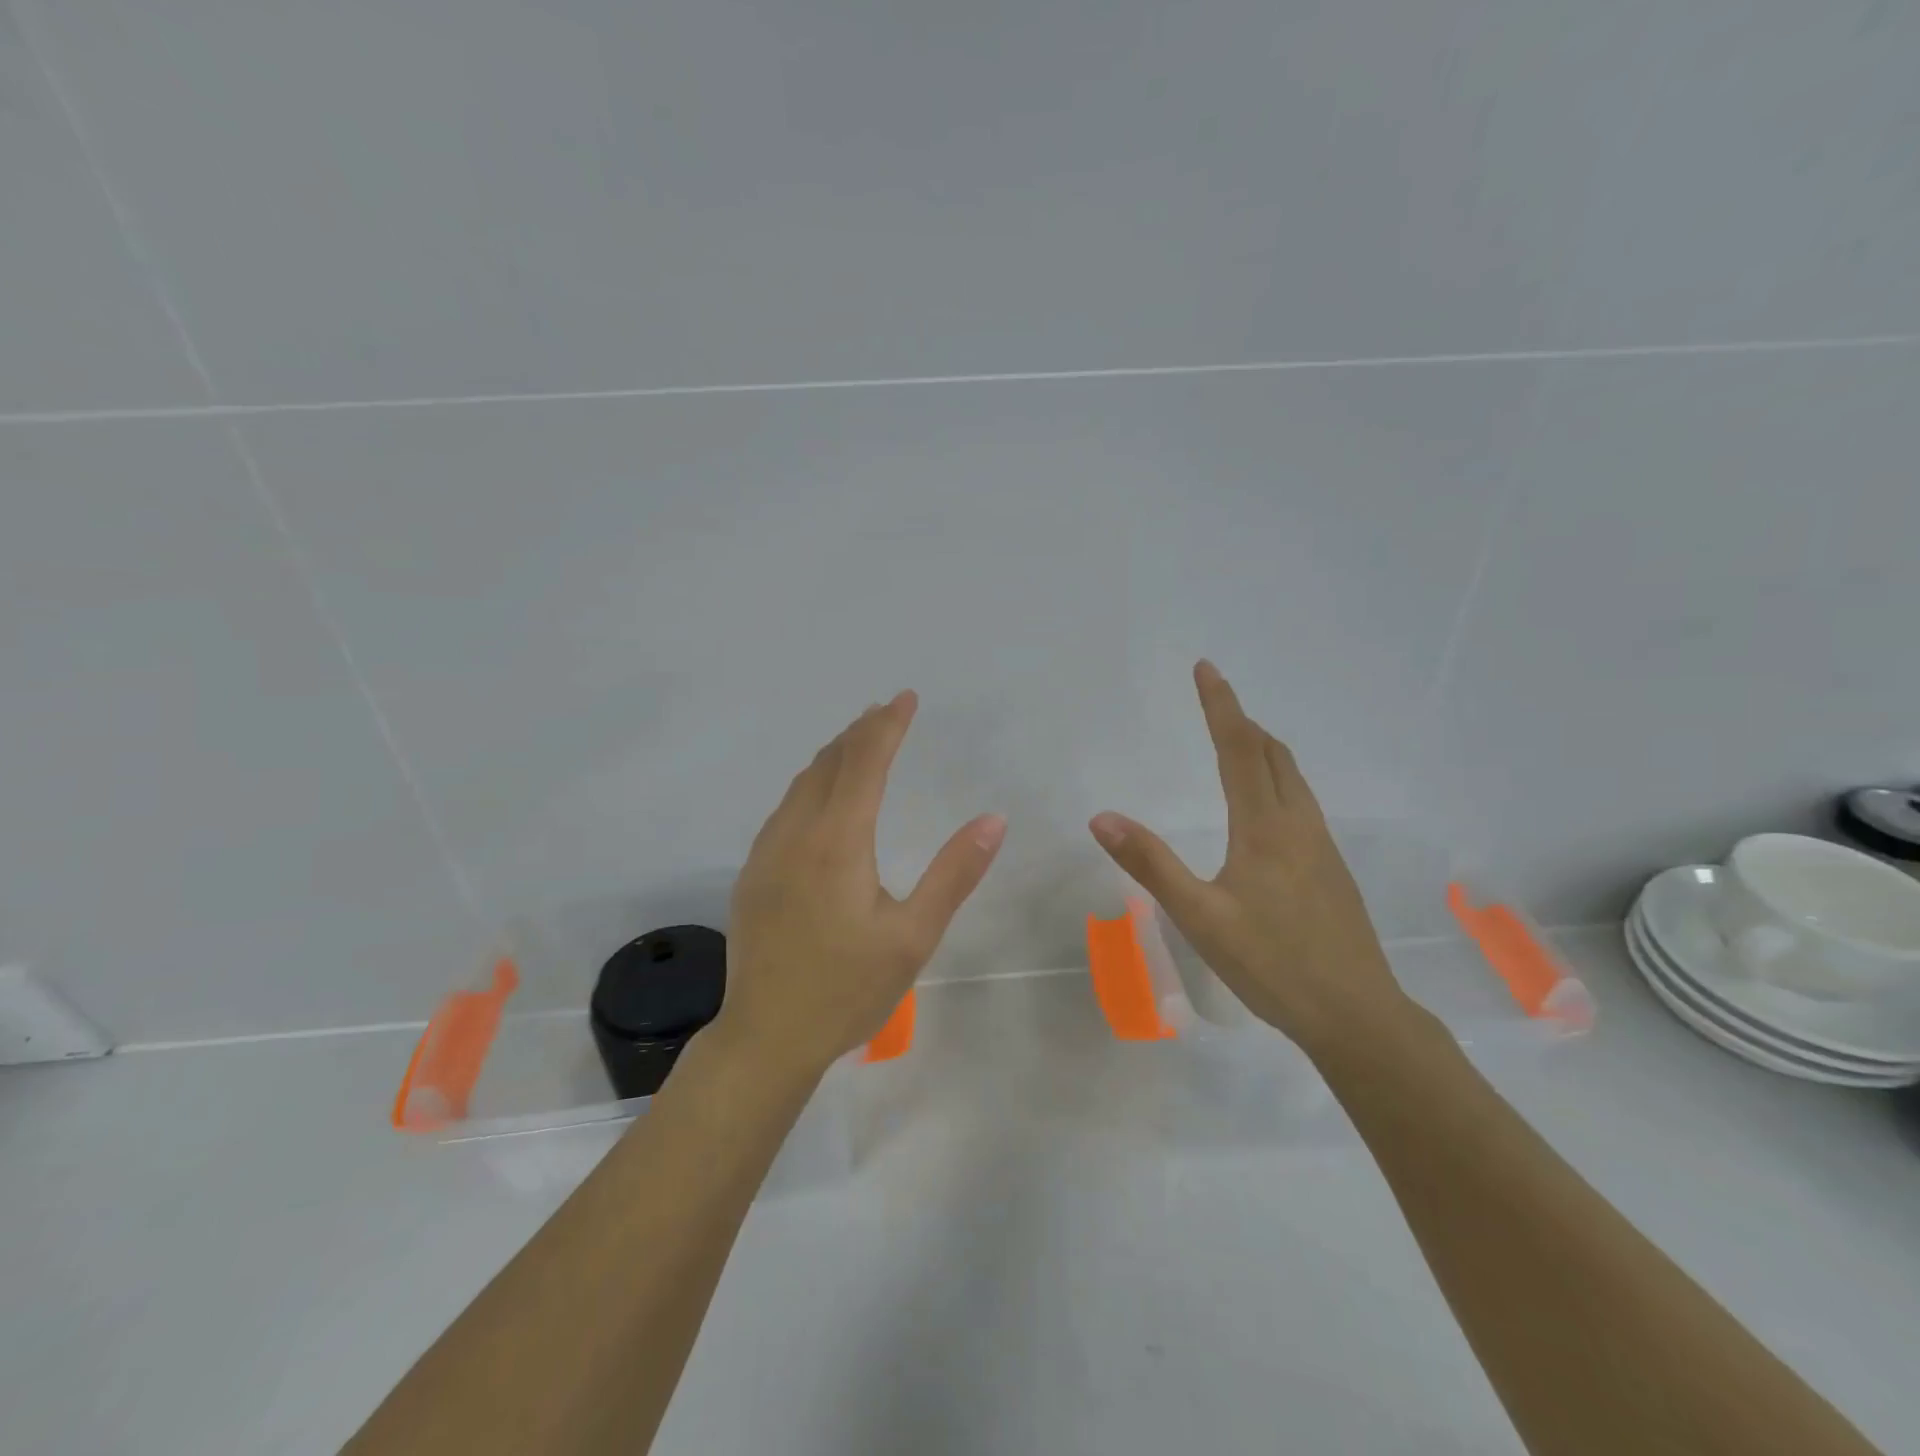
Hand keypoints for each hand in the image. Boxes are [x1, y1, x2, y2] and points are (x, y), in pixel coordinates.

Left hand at [717, 691, 1006, 1078]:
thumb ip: (954, 873)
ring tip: (858, 741)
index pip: (865, 762)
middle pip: (830, 763)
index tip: (906, 698)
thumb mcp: (913, 936)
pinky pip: (785, 808)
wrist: (765, 1037)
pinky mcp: (752, 873)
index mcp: (838, 841)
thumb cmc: (847, 989)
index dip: (887, 725)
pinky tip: (821, 796)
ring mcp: (767, 852)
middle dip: (861, 731)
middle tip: (887, 711)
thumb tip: (993, 819)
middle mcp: (796, 833)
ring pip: (802, 783)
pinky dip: (811, 784)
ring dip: (834, 755)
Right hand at [1088, 661, 1409, 1054]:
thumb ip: (1151, 864)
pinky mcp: (1331, 870)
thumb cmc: (1273, 965)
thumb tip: (1102, 817)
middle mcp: (1298, 825)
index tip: (1206, 668)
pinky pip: (1301, 803)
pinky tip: (1265, 808)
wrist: (1358, 1016)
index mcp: (1265, 827)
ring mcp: (1321, 847)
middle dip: (1242, 721)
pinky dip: (1277, 780)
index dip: (1221, 705)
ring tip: (1236, 743)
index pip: (1240, 748)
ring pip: (1293, 778)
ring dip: (1263, 749)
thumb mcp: (1200, 917)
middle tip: (1214, 701)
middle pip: (1273, 754)